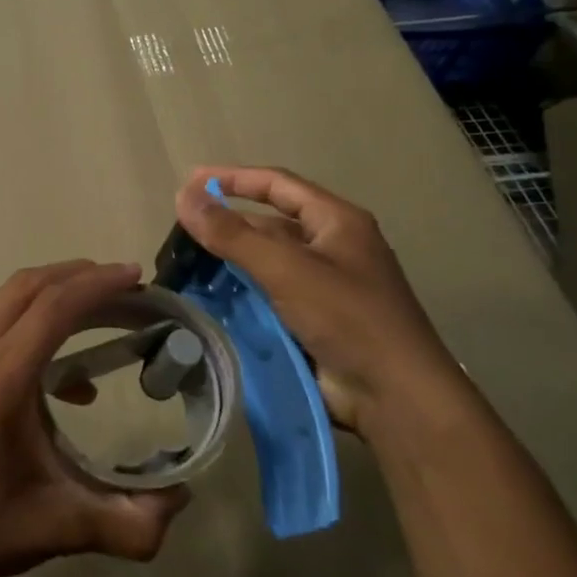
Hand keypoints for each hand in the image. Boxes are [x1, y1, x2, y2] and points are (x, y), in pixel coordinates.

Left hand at [0, 260, 189, 576]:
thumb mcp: (60, 529)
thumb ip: (129, 523)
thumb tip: (183, 497)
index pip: (51, 309)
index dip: (96, 286)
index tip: (135, 276)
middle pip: (28, 288)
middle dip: (79, 276)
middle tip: (126, 285)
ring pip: (7, 298)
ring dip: (55, 293)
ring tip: (102, 310)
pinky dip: (33, 321)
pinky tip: (67, 377)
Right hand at [173, 166, 468, 440]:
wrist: (395, 397)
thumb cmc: (348, 318)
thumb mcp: (286, 269)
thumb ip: (232, 234)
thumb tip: (183, 196)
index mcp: (336, 222)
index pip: (277, 184)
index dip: (233, 179)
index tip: (191, 182)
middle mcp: (330, 247)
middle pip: (269, 225)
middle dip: (227, 225)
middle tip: (181, 232)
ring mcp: (322, 286)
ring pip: (265, 263)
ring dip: (229, 263)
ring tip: (184, 266)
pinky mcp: (313, 320)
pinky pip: (268, 296)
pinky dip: (239, 294)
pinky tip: (208, 299)